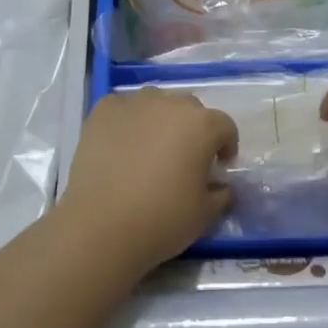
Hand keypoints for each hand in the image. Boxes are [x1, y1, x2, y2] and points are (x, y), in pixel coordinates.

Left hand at [56, 88, 237, 269]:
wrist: (101, 225)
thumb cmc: (162, 219)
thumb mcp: (205, 215)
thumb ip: (221, 195)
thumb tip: (221, 187)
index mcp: (202, 125)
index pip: (225, 126)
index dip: (226, 146)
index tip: (219, 167)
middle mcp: (171, 104)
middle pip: (190, 109)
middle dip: (193, 129)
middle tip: (184, 158)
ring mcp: (135, 104)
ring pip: (156, 102)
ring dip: (160, 119)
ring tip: (150, 147)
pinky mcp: (103, 111)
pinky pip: (123, 107)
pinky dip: (127, 120)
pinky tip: (121, 143)